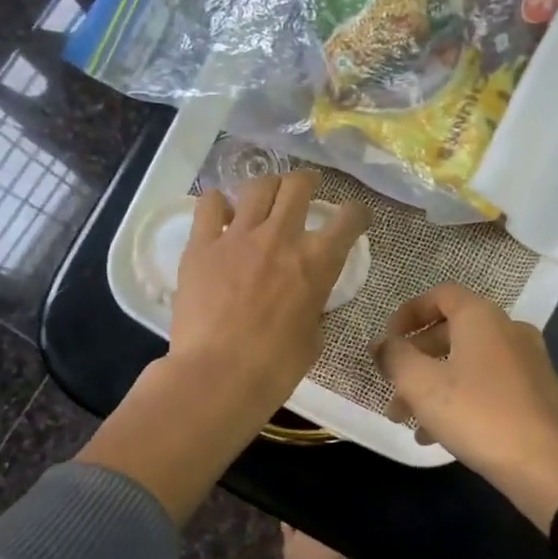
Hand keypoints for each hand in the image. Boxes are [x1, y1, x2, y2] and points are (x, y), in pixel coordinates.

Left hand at [80, 171, 367, 524]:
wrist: (218, 376)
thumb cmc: (275, 368)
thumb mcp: (313, 337)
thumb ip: (312, 306)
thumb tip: (304, 299)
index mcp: (317, 262)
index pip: (348, 219)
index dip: (356, 213)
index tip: (354, 217)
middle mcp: (281, 237)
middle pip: (298, 185)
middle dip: (307, 182)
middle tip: (306, 189)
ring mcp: (237, 236)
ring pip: (257, 186)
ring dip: (267, 187)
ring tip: (265, 196)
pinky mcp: (201, 245)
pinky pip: (210, 205)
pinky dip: (219, 204)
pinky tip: (222, 215)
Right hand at [373, 284, 557, 527]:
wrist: (549, 466)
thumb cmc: (478, 415)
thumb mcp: (422, 385)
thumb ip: (395, 357)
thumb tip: (383, 343)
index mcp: (482, 317)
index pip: (440, 295)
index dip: (408, 312)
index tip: (387, 340)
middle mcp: (508, 330)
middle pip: (452, 332)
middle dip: (415, 360)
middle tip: (391, 388)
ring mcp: (527, 362)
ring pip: (467, 364)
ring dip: (433, 386)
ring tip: (407, 420)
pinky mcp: (537, 393)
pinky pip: (488, 386)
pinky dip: (460, 399)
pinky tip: (439, 436)